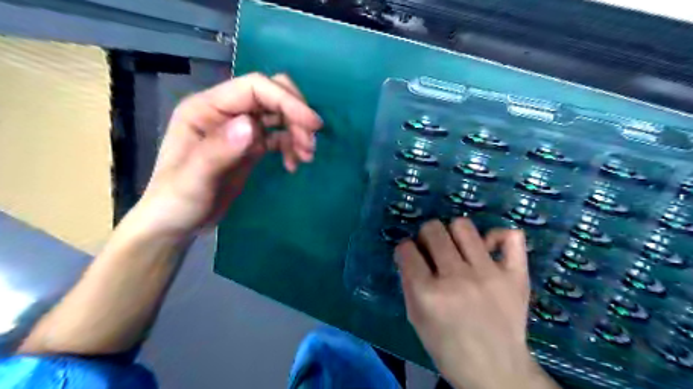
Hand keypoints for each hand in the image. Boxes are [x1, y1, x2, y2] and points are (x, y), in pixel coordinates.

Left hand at [129, 71, 321, 238]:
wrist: (177, 222)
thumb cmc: (177, 201)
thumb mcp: (194, 180)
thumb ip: (219, 151)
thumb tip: (252, 126)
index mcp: (206, 108)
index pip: (254, 88)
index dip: (286, 101)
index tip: (312, 125)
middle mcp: (225, 111)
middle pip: (271, 95)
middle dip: (296, 115)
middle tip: (310, 143)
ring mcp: (239, 128)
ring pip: (279, 114)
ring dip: (298, 132)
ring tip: (306, 157)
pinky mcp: (250, 145)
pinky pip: (279, 135)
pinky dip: (292, 146)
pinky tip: (293, 165)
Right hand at [398, 219, 555, 388]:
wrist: (496, 371)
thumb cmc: (448, 348)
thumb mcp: (416, 319)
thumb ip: (409, 283)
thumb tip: (408, 254)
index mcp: (428, 294)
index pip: (406, 249)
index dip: (404, 250)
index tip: (410, 256)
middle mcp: (457, 278)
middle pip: (433, 229)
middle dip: (426, 236)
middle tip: (432, 250)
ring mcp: (489, 274)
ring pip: (463, 226)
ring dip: (453, 233)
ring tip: (457, 248)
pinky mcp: (515, 275)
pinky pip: (511, 236)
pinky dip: (498, 236)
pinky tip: (489, 248)